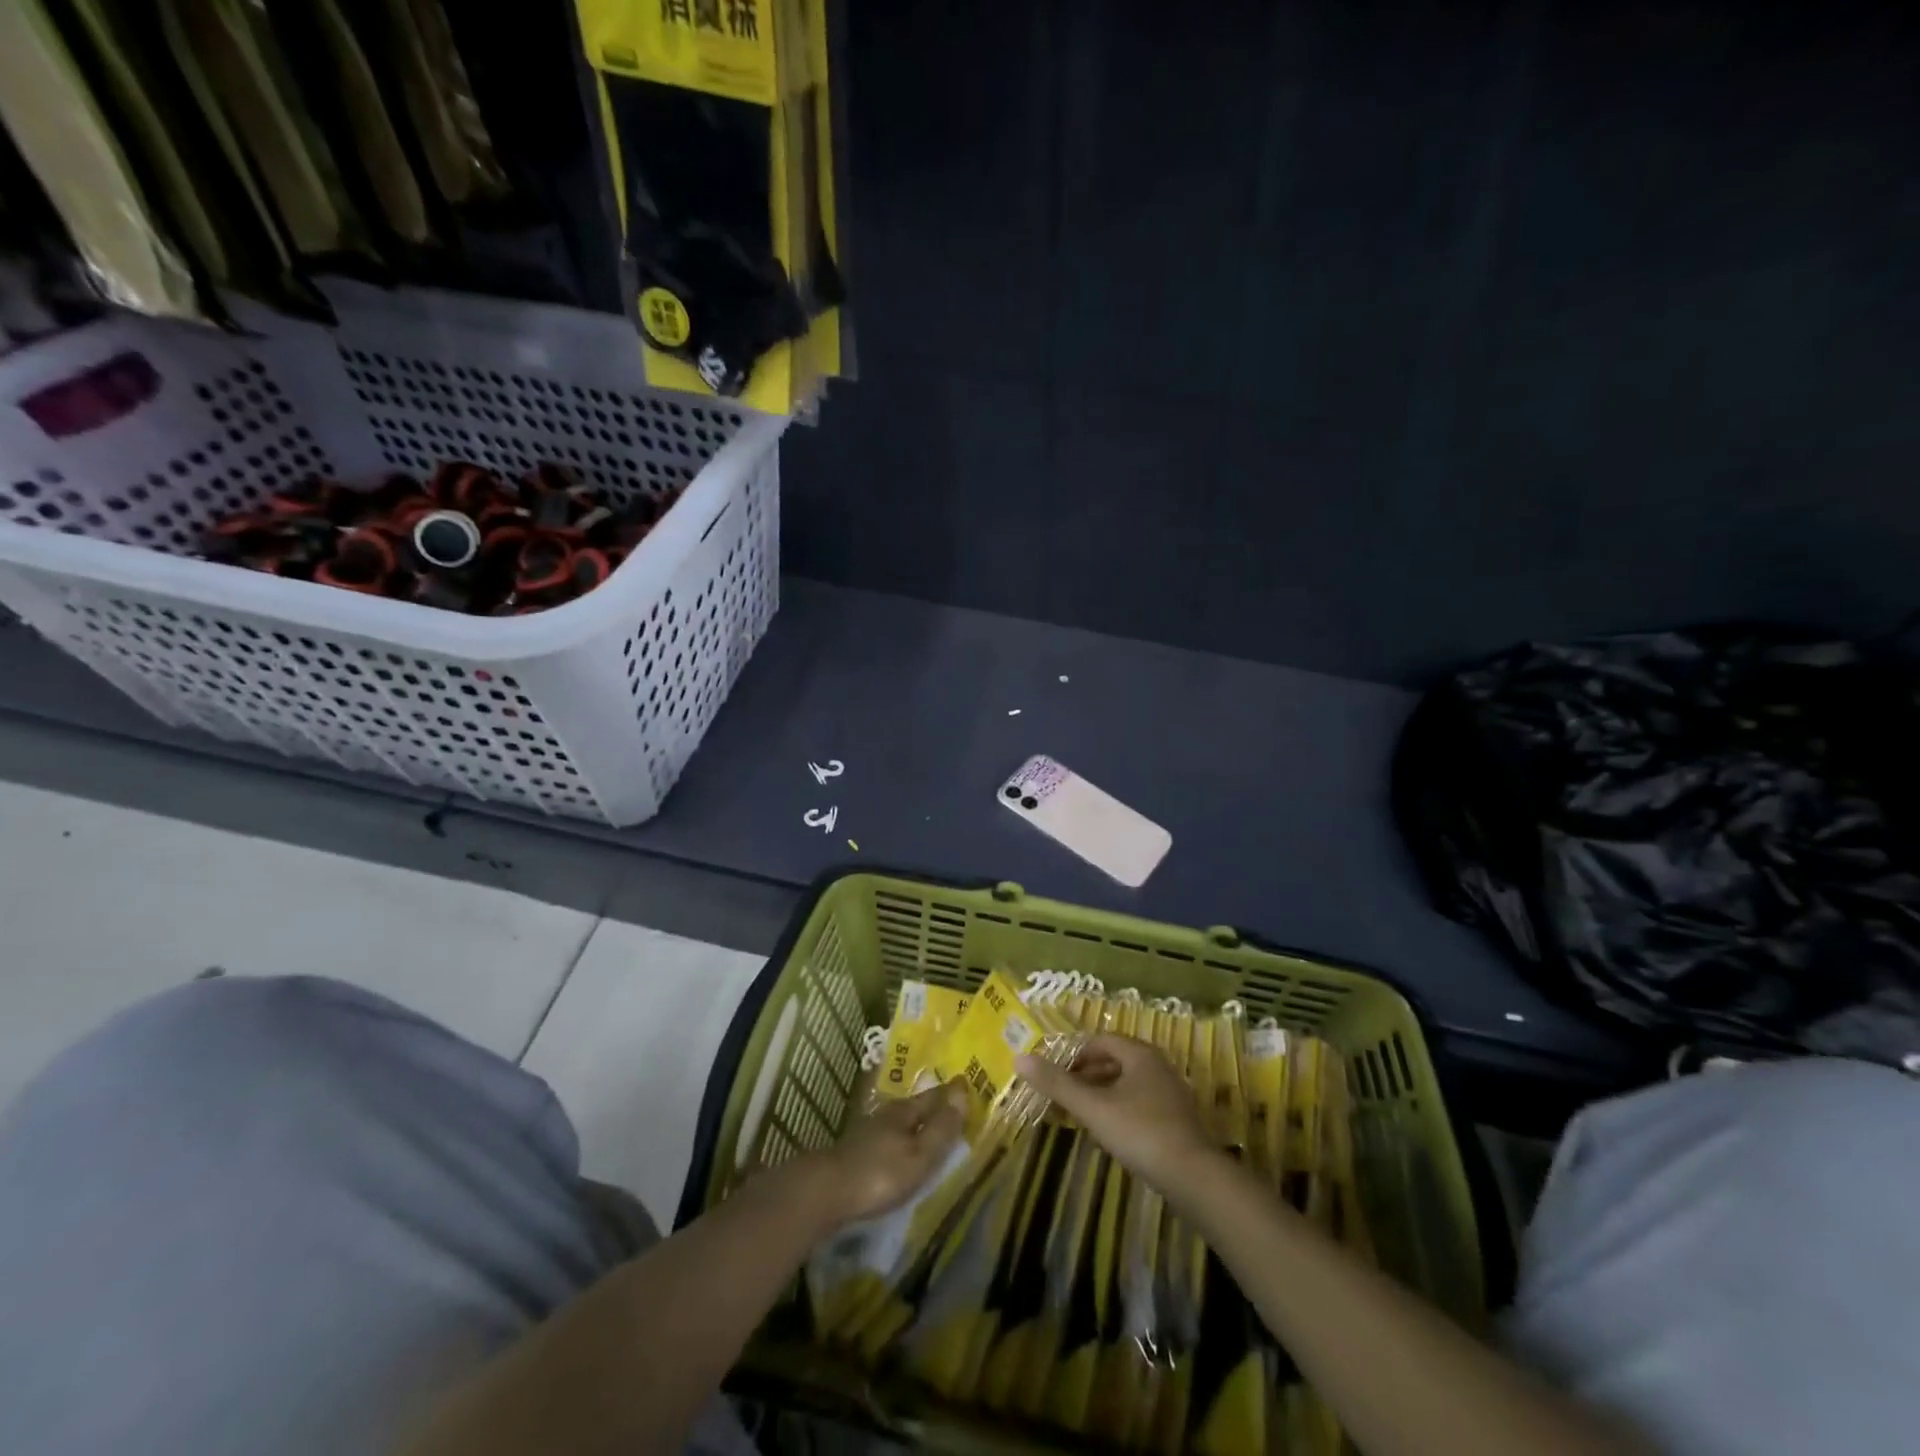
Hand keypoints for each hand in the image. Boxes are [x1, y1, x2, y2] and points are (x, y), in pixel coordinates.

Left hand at [800, 1079, 966, 1229]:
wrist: (826, 1191)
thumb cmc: (880, 1175)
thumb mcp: (919, 1156)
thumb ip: (941, 1128)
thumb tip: (963, 1092)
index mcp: (905, 1112)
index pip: (933, 1097)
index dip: (951, 1093)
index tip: (966, 1083)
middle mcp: (887, 1114)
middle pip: (916, 1105)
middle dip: (933, 1102)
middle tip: (952, 1099)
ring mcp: (869, 1131)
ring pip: (900, 1119)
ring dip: (916, 1119)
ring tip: (929, 1121)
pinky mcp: (857, 1150)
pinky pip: (888, 1135)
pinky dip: (901, 1134)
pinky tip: (899, 1144)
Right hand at [1015, 1034, 1216, 1189]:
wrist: (1194, 1178)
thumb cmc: (1140, 1132)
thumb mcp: (1093, 1108)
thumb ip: (1057, 1084)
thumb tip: (1019, 1058)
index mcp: (1139, 1054)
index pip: (1100, 1041)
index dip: (1074, 1055)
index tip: (1054, 1075)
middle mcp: (1157, 1066)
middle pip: (1114, 1060)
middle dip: (1086, 1074)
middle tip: (1062, 1094)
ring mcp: (1170, 1093)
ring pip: (1127, 1083)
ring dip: (1101, 1093)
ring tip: (1079, 1113)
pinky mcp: (1176, 1120)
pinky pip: (1139, 1103)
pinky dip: (1119, 1109)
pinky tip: (1108, 1132)